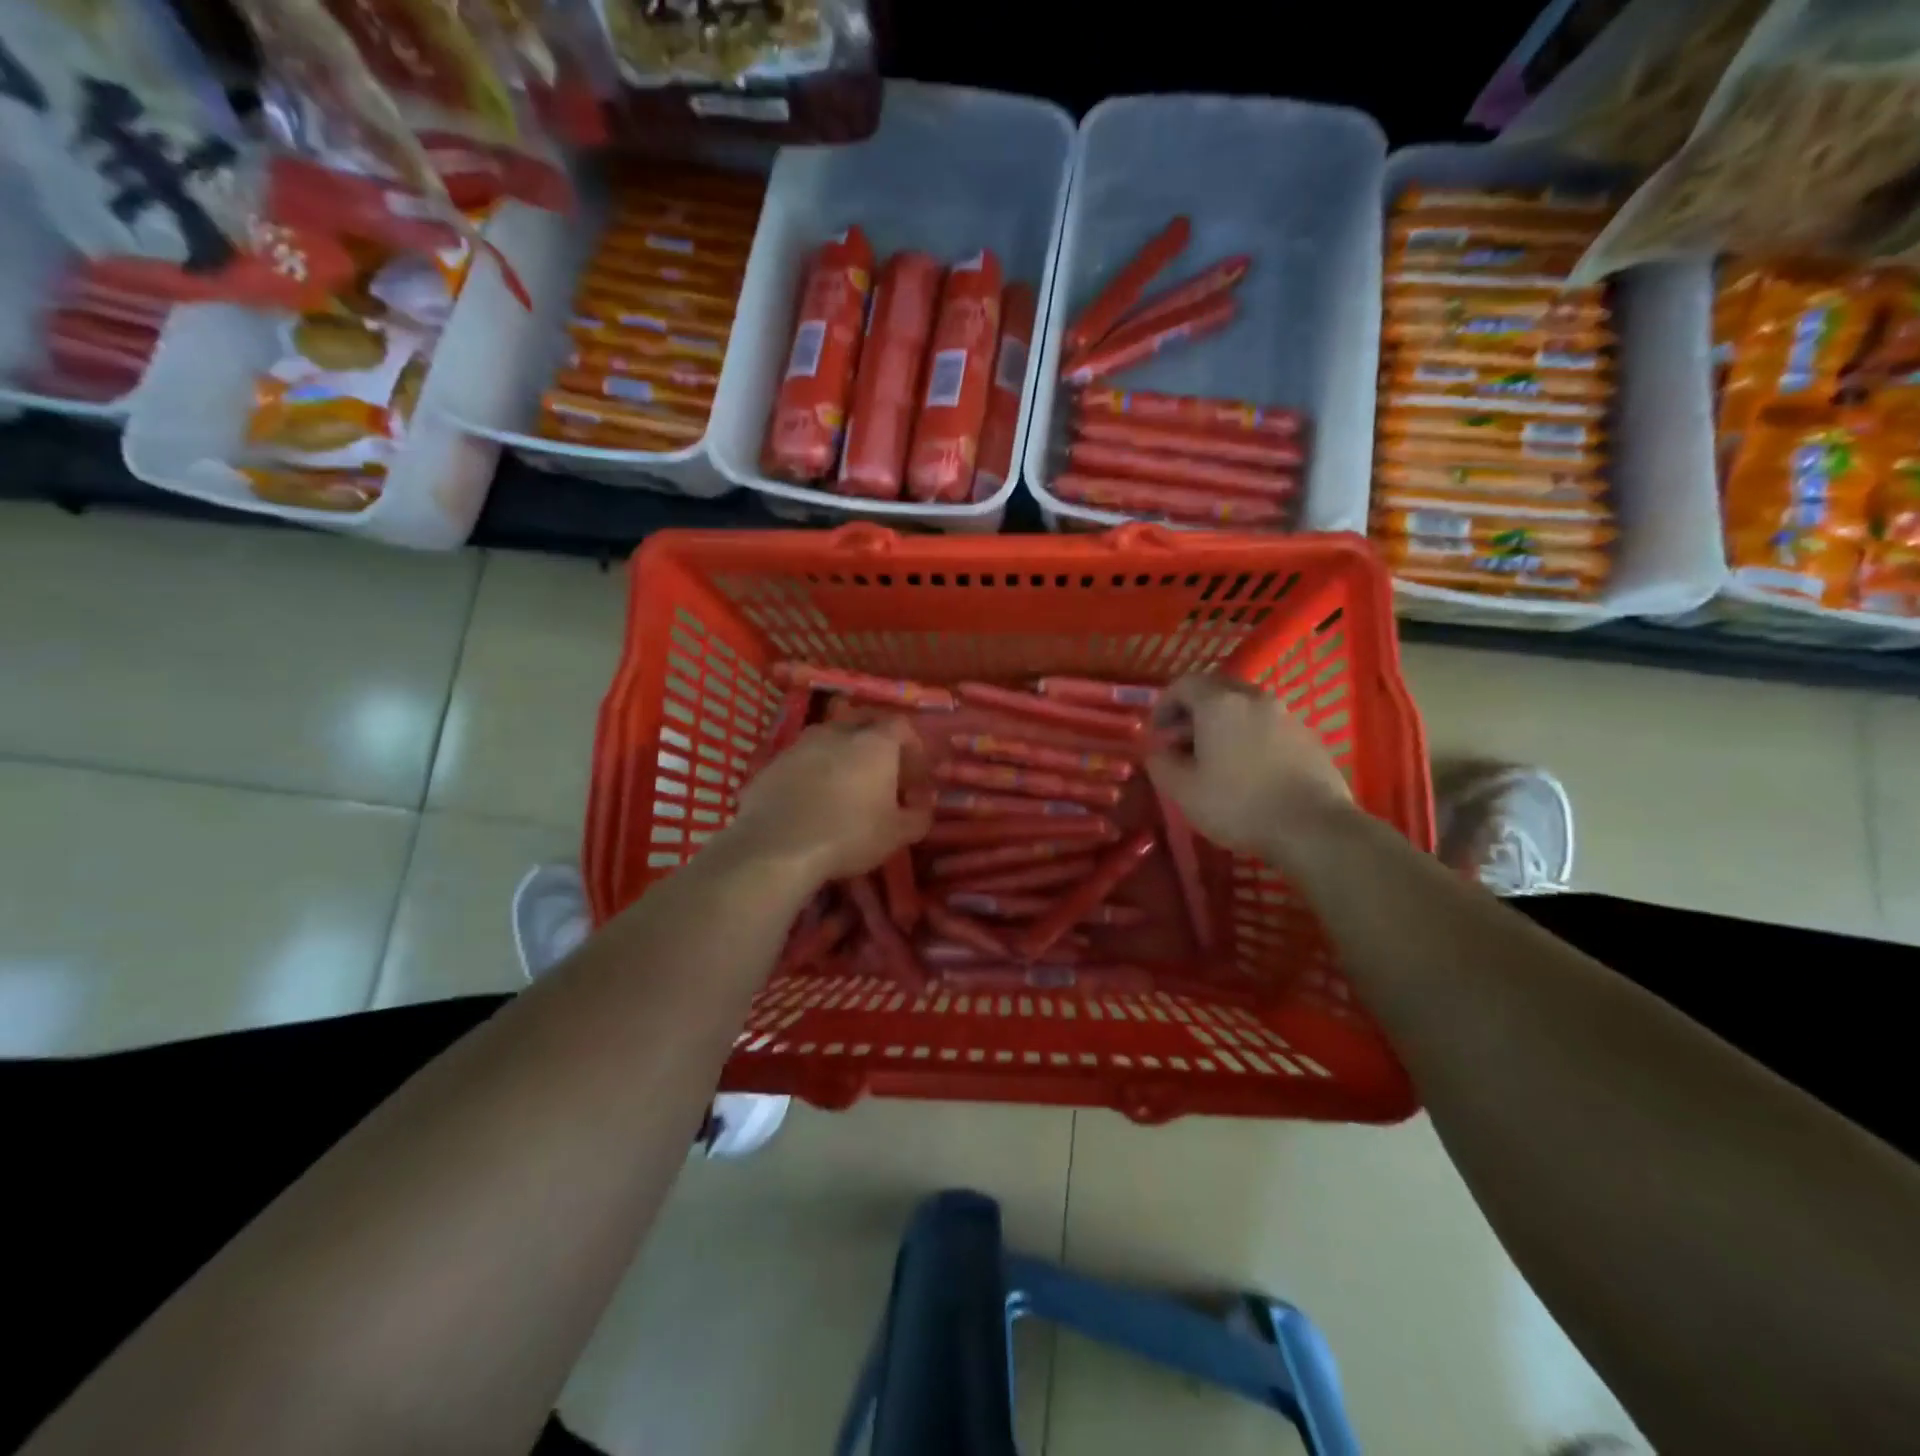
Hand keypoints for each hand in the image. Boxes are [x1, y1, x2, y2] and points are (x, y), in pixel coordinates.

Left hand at [721, 713, 932, 885]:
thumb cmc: (848, 835)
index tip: (914, 777)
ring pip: (830, 738)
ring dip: (843, 754)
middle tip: (882, 773)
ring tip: (846, 786)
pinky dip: (814, 770)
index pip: (902, 726)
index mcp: (875, 742)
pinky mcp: (773, 762)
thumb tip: (923, 806)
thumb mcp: (897, 834)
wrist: (776, 847)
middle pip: (864, 722)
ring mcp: (801, 744)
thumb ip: (918, 816)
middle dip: (878, 743)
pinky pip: (803, 758)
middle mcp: (838, 732)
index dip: (913, 749)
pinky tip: (813, 798)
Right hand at [1145, 673, 1350, 858]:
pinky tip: (1250, 772)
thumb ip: (1160, 763)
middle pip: (1217, 690)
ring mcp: (1287, 715)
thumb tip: (1156, 750)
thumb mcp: (1182, 790)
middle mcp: (1254, 698)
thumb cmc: (1238, 805)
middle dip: (1194, 713)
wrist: (1313, 828)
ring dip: (1224, 725)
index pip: (1183, 684)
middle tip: (1183, 745)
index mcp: (1219, 704)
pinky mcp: (1309, 737)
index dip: (1164, 705)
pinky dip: (1251, 738)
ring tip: (1216, 760)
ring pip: (1245, 708)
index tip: (1158, 734)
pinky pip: (1269, 727)